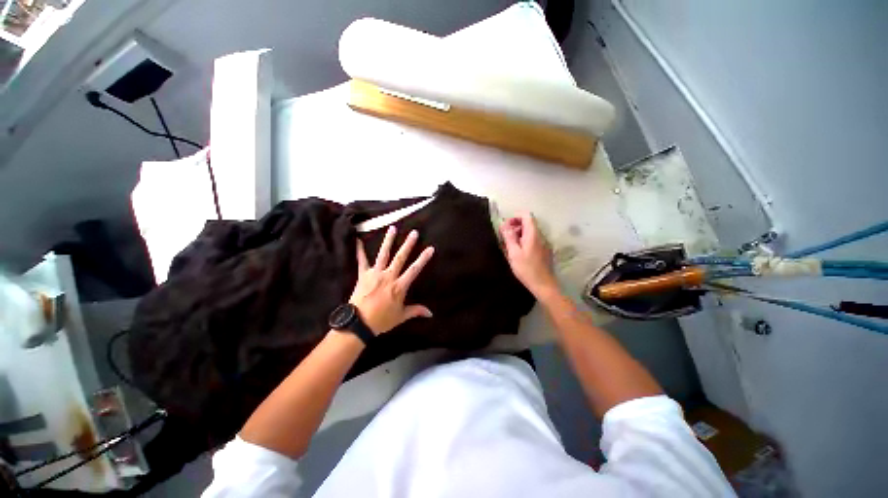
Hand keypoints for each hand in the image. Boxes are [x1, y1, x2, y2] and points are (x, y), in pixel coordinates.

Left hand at [350, 227, 434, 334]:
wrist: (358, 323)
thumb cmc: (382, 320)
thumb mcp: (401, 316)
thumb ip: (416, 311)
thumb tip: (431, 313)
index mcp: (399, 286)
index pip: (414, 270)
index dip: (423, 259)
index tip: (430, 248)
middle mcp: (388, 276)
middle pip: (400, 257)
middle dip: (408, 244)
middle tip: (414, 232)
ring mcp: (375, 274)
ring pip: (383, 254)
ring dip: (388, 241)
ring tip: (392, 228)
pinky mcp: (363, 275)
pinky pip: (361, 260)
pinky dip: (359, 250)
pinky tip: (358, 239)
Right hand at [500, 213, 557, 297]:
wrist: (544, 285)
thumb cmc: (527, 269)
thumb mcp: (514, 253)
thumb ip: (509, 237)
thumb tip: (504, 224)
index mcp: (533, 234)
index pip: (526, 216)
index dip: (515, 217)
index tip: (505, 226)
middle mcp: (541, 236)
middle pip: (528, 224)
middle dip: (515, 227)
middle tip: (504, 237)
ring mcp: (544, 244)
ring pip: (530, 233)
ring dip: (518, 235)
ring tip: (509, 246)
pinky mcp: (544, 251)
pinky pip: (533, 241)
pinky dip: (524, 242)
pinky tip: (518, 253)